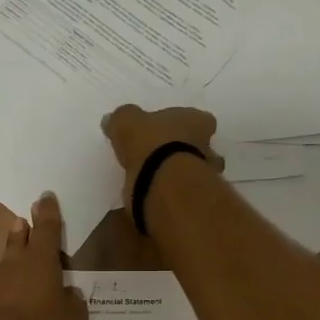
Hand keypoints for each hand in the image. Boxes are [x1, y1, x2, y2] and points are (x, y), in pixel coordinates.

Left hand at [0, 193, 89, 319]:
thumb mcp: (71, 319)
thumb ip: (75, 304)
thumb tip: (72, 295)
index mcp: (42, 259)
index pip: (47, 228)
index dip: (48, 212)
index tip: (46, 197)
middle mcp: (17, 262)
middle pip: (20, 238)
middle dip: (24, 228)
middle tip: (24, 220)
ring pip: (8, 260)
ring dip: (14, 254)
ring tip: (19, 251)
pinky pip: (0, 284)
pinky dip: (8, 283)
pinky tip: (13, 294)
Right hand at [99, 105, 222, 209]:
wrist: (164, 186)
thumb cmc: (150, 145)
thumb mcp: (127, 122)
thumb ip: (122, 119)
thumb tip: (112, 119)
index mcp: (196, 121)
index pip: (200, 119)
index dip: (187, 124)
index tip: (172, 131)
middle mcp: (207, 146)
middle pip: (201, 146)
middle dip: (185, 150)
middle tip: (163, 155)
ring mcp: (205, 175)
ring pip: (196, 171)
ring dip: (181, 174)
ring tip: (157, 179)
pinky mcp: (196, 200)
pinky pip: (184, 194)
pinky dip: (172, 195)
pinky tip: (155, 196)